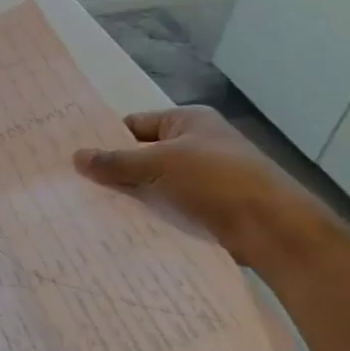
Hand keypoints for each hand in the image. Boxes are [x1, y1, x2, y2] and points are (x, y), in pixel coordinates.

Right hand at [72, 106, 342, 269]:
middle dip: (115, 170)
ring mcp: (205, 178)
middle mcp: (198, 144)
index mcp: (189, 121)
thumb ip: (115, 162)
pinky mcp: (209, 208)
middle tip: (75, 183)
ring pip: (154, 184)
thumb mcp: (158, 164)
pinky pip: (169, 206)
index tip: (75, 156)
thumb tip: (75, 156)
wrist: (274, 229)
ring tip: (90, 207)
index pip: (135, 125)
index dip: (106, 139)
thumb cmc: (216, 181)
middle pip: (143, 155)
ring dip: (131, 195)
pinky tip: (121, 225)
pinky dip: (149, 214)